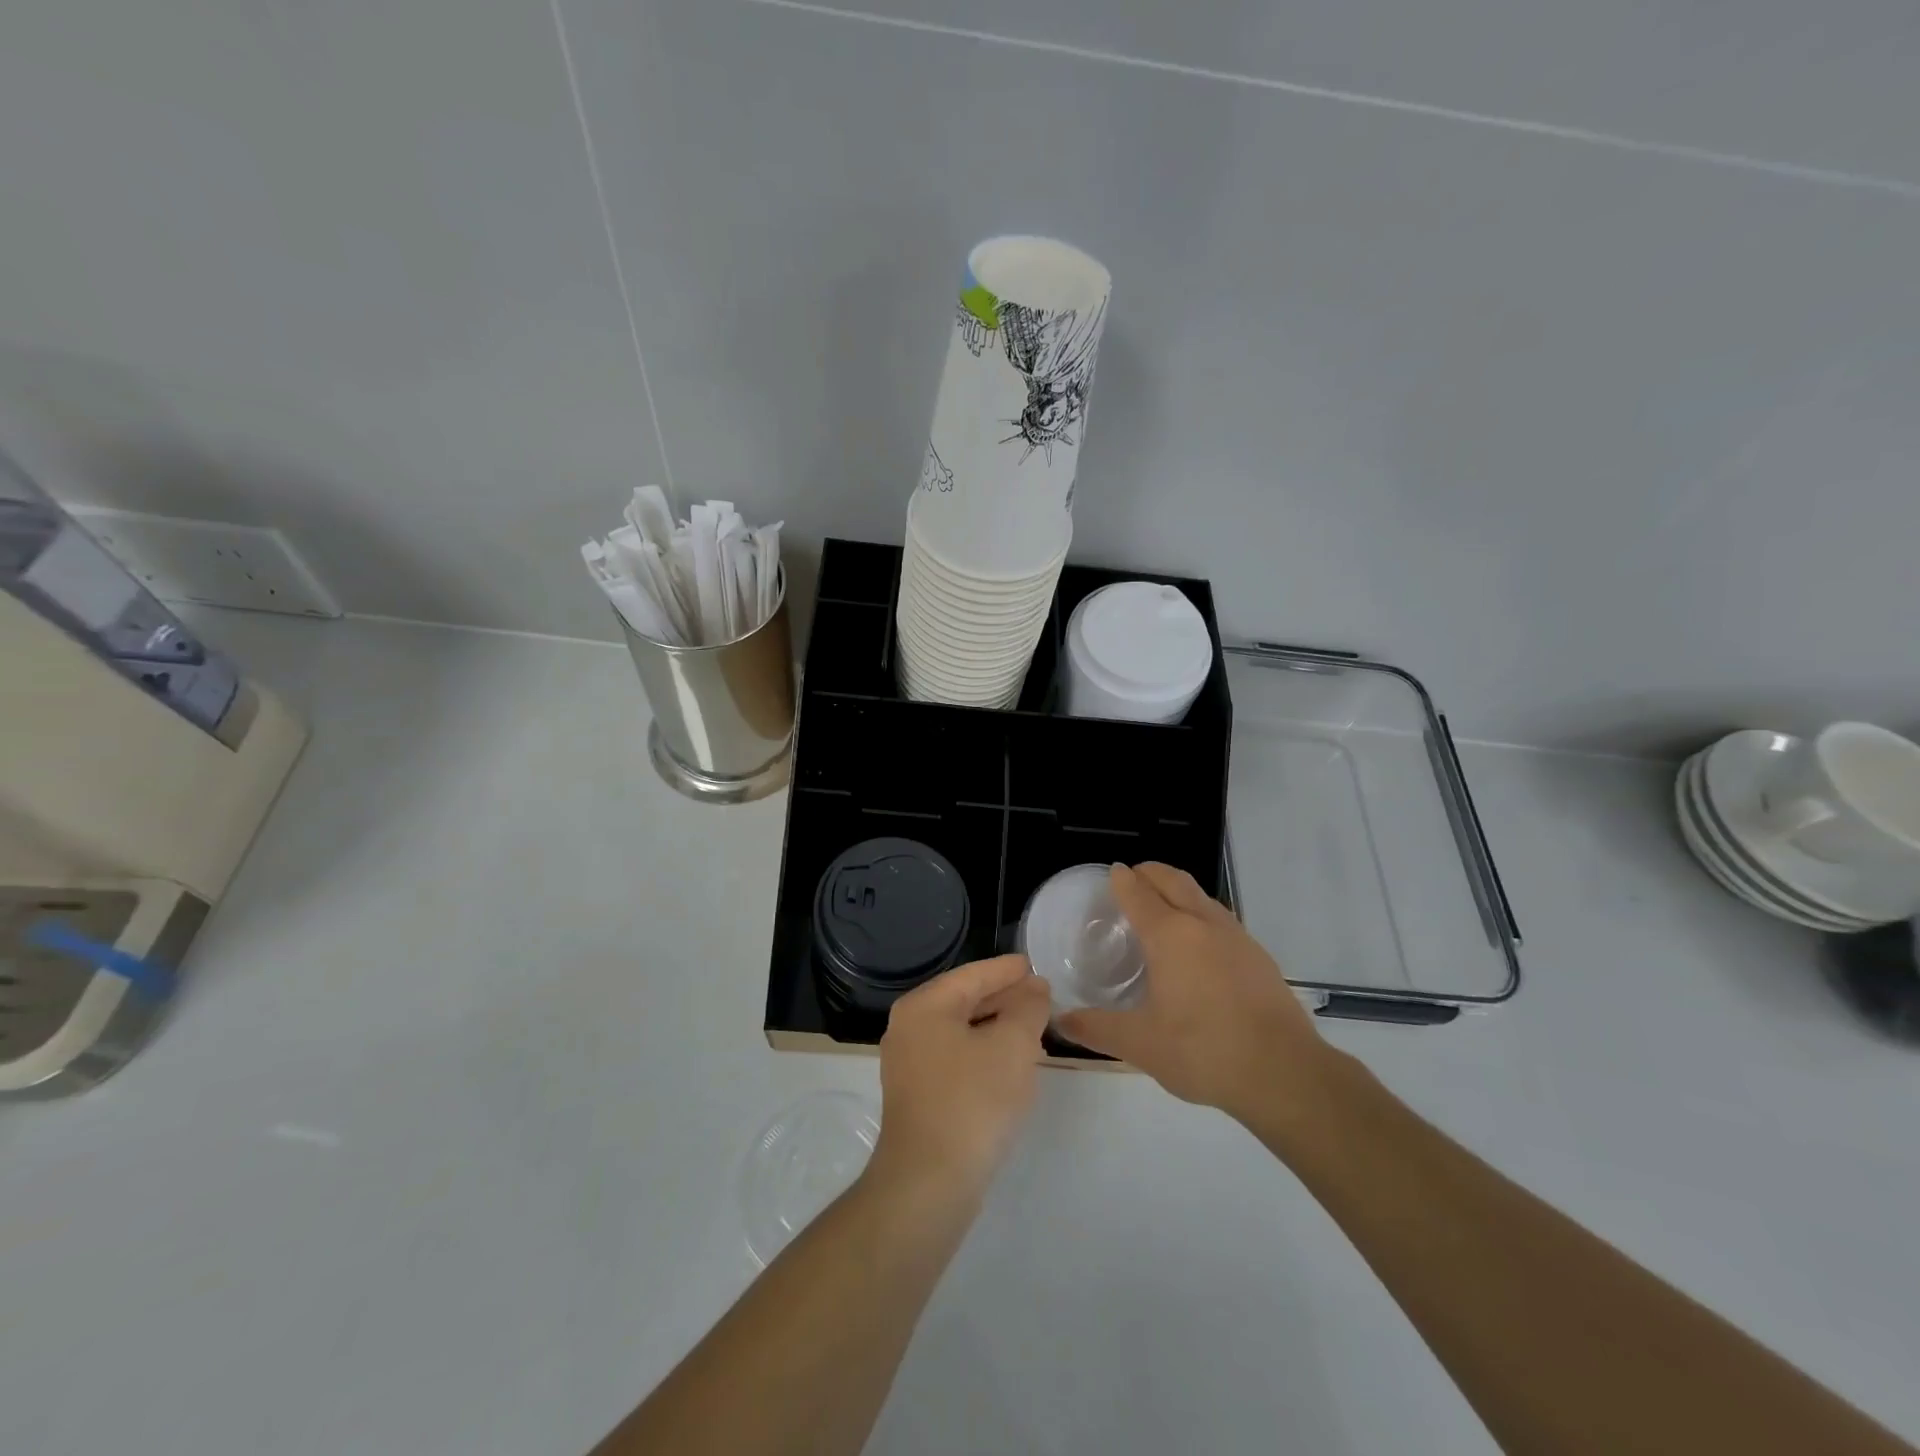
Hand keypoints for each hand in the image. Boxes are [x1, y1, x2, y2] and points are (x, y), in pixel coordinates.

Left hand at [869, 954, 1050, 1202]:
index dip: (1007, 970)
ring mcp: (909, 1064)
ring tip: (1033, 1025)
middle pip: (964, 1000)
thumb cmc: (972, 1101)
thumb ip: (1027, 1008)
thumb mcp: (1012, 1046)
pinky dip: (984, 1052)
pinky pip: (957, 1057)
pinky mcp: (918, 1095)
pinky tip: (1010, 1064)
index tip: (1035, 965)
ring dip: (996, 1026)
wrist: (929, 1183)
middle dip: (1004, 997)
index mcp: (924, 1006)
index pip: (972, 975)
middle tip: (1041, 995)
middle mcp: (909, 1027)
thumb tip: (1034, 988)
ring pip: (961, 1031)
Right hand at [1057, 864, 1343, 1128]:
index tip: (1112, 873)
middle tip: (1133, 878)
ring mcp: (1236, 937)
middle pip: (1173, 880)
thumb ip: (1098, 1029)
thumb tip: (1061, 1021)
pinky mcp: (1259, 956)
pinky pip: (1221, 919)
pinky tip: (1200, 945)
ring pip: (1201, 896)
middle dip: (1150, 872)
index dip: (1122, 879)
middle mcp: (1203, 924)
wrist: (1285, 1073)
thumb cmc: (1204, 1051)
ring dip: (1178, 890)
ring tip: (1163, 907)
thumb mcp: (1141, 1045)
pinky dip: (1201, 914)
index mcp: (1170, 936)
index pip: (1139, 892)